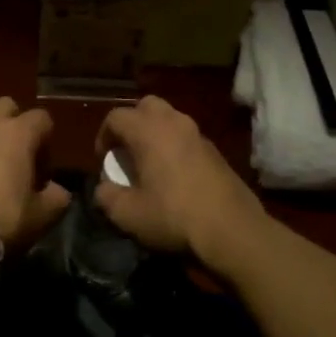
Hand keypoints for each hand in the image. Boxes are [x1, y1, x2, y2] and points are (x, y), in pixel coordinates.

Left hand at [0, 98, 71, 273]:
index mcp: (17, 134)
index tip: (42, 172)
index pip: (41, 119)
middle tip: (14, 161)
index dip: (46, 143)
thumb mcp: (41, 217)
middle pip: (4, 107)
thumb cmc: (2, 220)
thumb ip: (56, 198)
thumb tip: (56, 190)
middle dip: (12, 126)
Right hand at [94, 95, 270, 270]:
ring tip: (150, 162)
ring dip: (155, 133)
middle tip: (127, 150)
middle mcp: (173, 123)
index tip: (104, 160)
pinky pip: (186, 137)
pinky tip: (175, 175)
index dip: (103, 135)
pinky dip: (175, 146)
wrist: (232, 229)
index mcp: (148, 131)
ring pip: (170, 119)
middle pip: (146, 106)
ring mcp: (198, 134)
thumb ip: (107, 196)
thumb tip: (104, 188)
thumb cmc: (173, 216)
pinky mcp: (215, 150)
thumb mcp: (128, 214)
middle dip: (132, 123)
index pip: (116, 117)